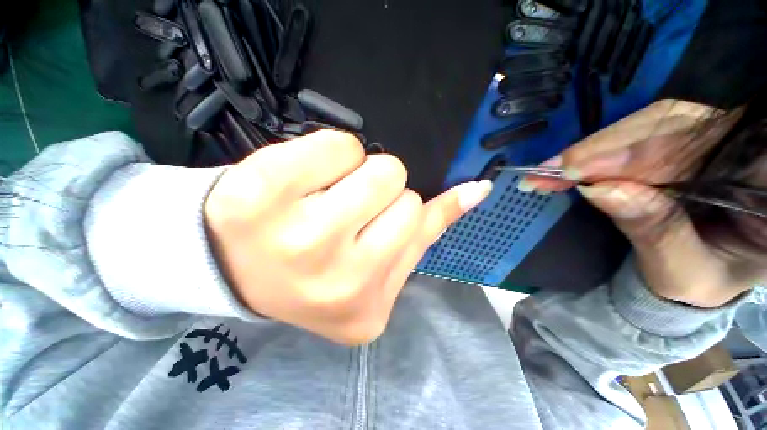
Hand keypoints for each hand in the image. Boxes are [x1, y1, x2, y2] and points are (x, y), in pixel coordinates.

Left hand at [204, 130, 491, 343]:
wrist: (232, 264)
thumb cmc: (314, 266)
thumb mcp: (376, 264)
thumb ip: (427, 228)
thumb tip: (476, 190)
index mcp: (367, 308)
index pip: (419, 223)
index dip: (397, 212)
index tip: (370, 221)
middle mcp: (338, 282)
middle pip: (405, 196)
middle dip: (380, 195)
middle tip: (342, 211)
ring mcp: (297, 240)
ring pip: (378, 168)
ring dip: (358, 174)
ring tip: (321, 197)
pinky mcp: (260, 194)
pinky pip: (336, 144)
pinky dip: (329, 153)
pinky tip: (298, 183)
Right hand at [525, 100, 757, 307]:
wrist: (706, 271)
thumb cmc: (704, 280)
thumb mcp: (686, 272)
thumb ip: (654, 231)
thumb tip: (598, 190)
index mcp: (763, 179)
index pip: (710, 143)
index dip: (643, 150)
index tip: (578, 169)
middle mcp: (745, 142)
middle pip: (675, 123)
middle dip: (606, 147)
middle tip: (549, 170)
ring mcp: (715, 134)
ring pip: (652, 123)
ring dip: (594, 149)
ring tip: (550, 170)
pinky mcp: (683, 138)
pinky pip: (639, 135)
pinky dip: (599, 152)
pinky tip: (570, 165)